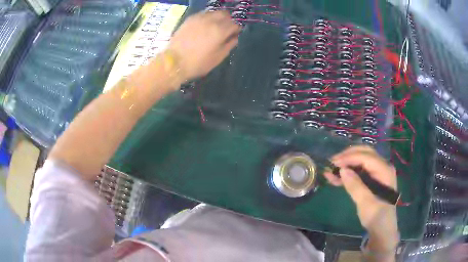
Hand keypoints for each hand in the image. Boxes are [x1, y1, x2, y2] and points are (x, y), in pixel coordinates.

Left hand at [168, 10, 240, 80]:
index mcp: (220, 31)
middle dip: (227, 21)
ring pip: (214, 12)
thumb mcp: (218, 58)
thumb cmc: (198, 63)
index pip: (234, 24)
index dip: (236, 30)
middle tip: (225, 29)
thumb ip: (229, 45)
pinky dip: (207, 18)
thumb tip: (234, 37)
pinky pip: (203, 14)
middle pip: (225, 14)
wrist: (174, 62)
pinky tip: (204, 26)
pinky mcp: (190, 19)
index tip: (233, 35)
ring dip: (217, 18)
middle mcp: (211, 20)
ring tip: (214, 27)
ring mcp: (199, 18)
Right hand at [324, 146, 398, 248]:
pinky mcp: (372, 179)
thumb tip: (342, 170)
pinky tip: (336, 178)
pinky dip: (348, 173)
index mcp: (384, 170)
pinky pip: (359, 171)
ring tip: (331, 170)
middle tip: (332, 162)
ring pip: (361, 160)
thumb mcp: (366, 203)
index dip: (349, 157)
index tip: (333, 163)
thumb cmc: (376, 216)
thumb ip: (355, 186)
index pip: (366, 157)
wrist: (382, 229)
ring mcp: (377, 172)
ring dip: (347, 163)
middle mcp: (382, 167)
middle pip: (364, 153)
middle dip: (348, 155)